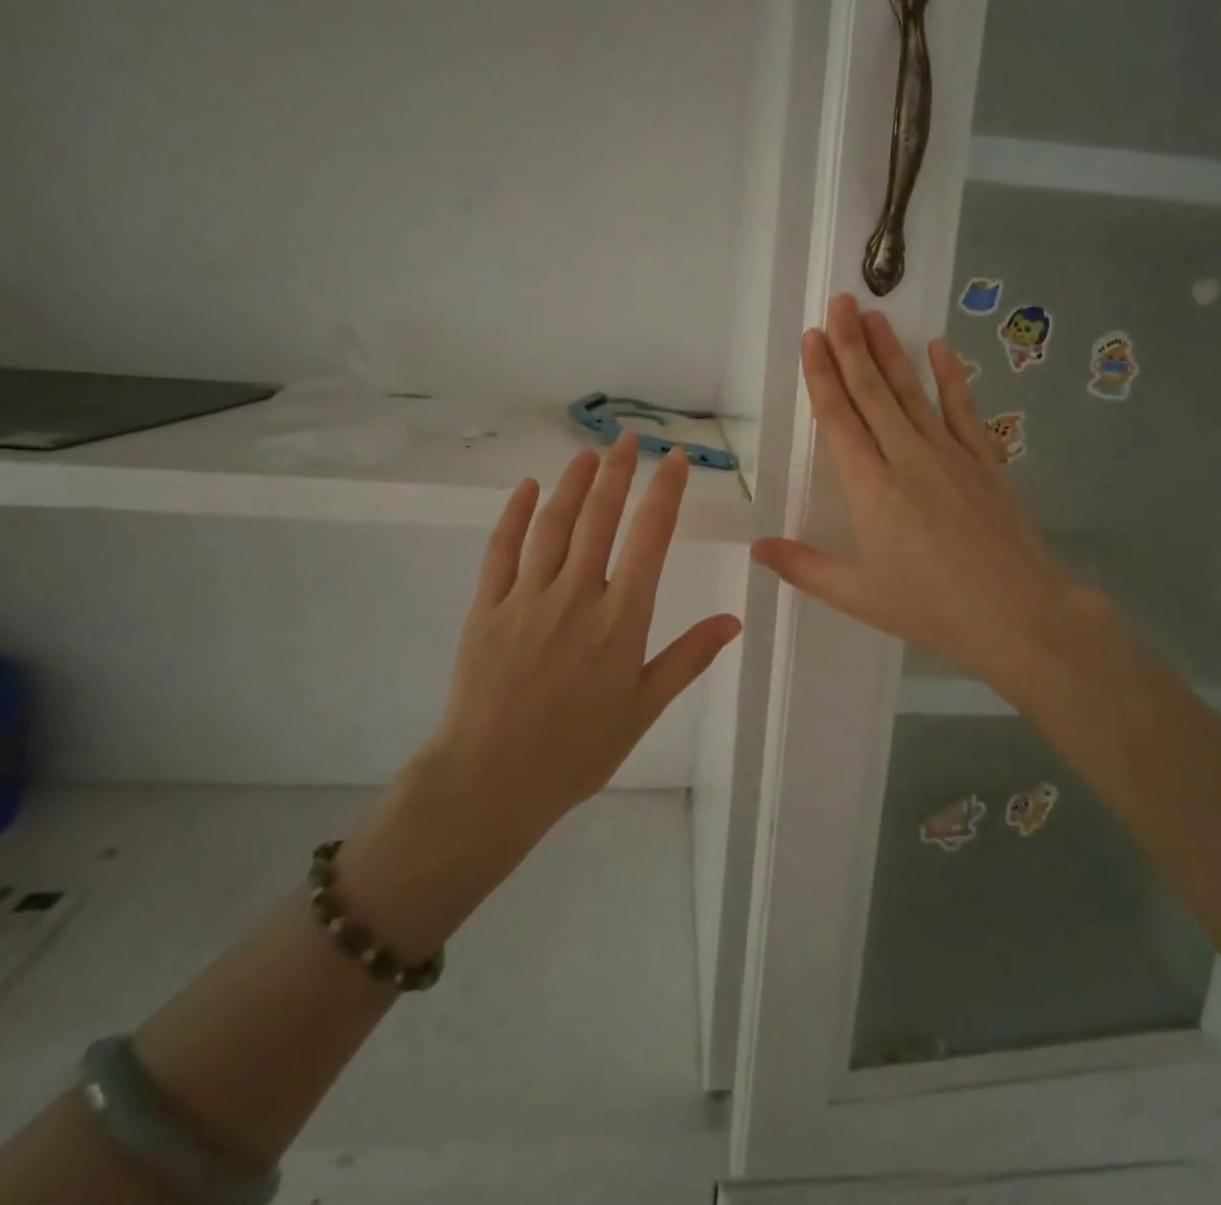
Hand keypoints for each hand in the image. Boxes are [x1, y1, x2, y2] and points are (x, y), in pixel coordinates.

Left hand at [341, 435, 740, 956]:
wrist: (493, 780)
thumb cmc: (578, 749)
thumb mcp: (643, 707)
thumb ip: (688, 658)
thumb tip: (733, 620)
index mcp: (621, 619)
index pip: (650, 539)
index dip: (665, 493)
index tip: (675, 460)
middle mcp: (576, 595)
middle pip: (600, 518)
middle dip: (618, 472)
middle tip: (629, 440)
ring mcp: (527, 597)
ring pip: (554, 525)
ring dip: (573, 483)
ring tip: (588, 453)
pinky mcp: (486, 607)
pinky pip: (501, 550)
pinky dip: (515, 514)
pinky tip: (527, 488)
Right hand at [753, 294, 1104, 694]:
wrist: (1018, 614)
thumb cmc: (931, 607)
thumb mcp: (858, 595)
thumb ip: (804, 566)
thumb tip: (756, 548)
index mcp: (869, 487)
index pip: (838, 418)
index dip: (822, 375)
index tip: (812, 337)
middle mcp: (906, 457)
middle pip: (872, 391)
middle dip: (851, 345)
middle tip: (840, 303)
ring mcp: (950, 454)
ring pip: (913, 391)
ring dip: (891, 351)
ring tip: (874, 315)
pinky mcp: (985, 460)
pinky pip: (964, 409)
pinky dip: (951, 377)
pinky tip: (940, 348)